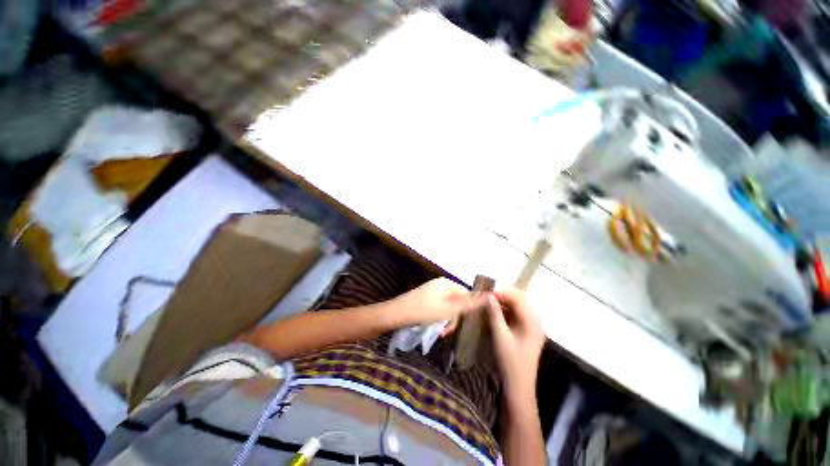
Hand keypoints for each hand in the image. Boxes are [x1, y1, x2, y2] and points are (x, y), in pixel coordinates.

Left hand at [389, 278, 487, 334]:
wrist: (396, 314)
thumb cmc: (423, 311)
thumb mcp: (449, 309)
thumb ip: (470, 303)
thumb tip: (491, 295)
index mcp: (447, 283)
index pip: (467, 294)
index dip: (469, 309)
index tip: (467, 324)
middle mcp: (441, 285)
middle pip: (458, 302)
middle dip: (455, 318)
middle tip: (448, 330)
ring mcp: (433, 292)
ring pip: (449, 308)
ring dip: (447, 321)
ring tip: (441, 332)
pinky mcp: (426, 300)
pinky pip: (440, 309)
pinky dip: (439, 319)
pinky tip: (435, 328)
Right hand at [486, 288, 544, 403]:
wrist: (519, 387)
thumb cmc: (510, 361)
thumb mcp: (500, 335)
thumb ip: (494, 313)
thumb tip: (487, 295)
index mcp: (532, 321)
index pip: (518, 298)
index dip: (502, 293)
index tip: (486, 294)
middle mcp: (535, 321)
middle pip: (519, 300)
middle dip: (502, 297)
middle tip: (486, 298)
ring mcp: (532, 327)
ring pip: (517, 307)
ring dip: (503, 304)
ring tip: (488, 305)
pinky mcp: (527, 332)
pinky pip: (516, 315)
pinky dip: (505, 312)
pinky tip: (494, 314)